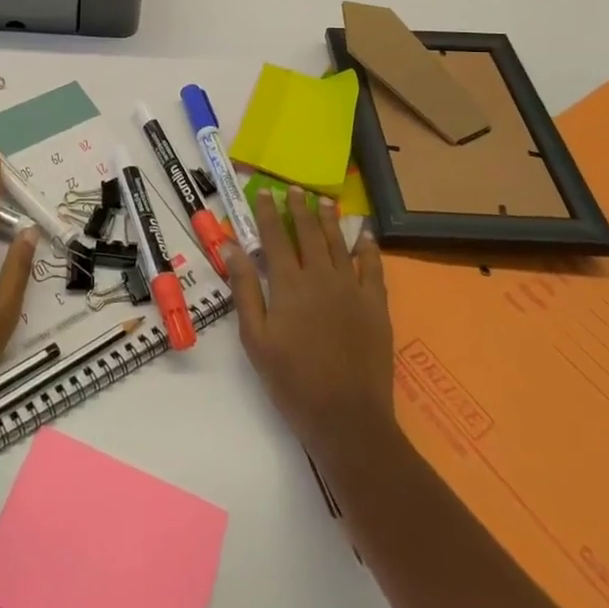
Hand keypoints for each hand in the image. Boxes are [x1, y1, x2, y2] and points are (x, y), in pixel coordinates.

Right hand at [223, 186, 395, 467]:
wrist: (346, 417)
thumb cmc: (292, 381)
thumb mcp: (255, 339)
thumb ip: (245, 290)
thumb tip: (232, 247)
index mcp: (288, 284)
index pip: (275, 237)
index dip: (269, 212)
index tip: (264, 191)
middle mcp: (320, 276)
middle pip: (308, 233)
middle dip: (299, 208)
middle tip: (295, 189)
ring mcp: (351, 288)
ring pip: (338, 243)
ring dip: (329, 220)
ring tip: (324, 201)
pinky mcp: (376, 305)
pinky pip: (372, 267)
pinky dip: (367, 247)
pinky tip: (364, 234)